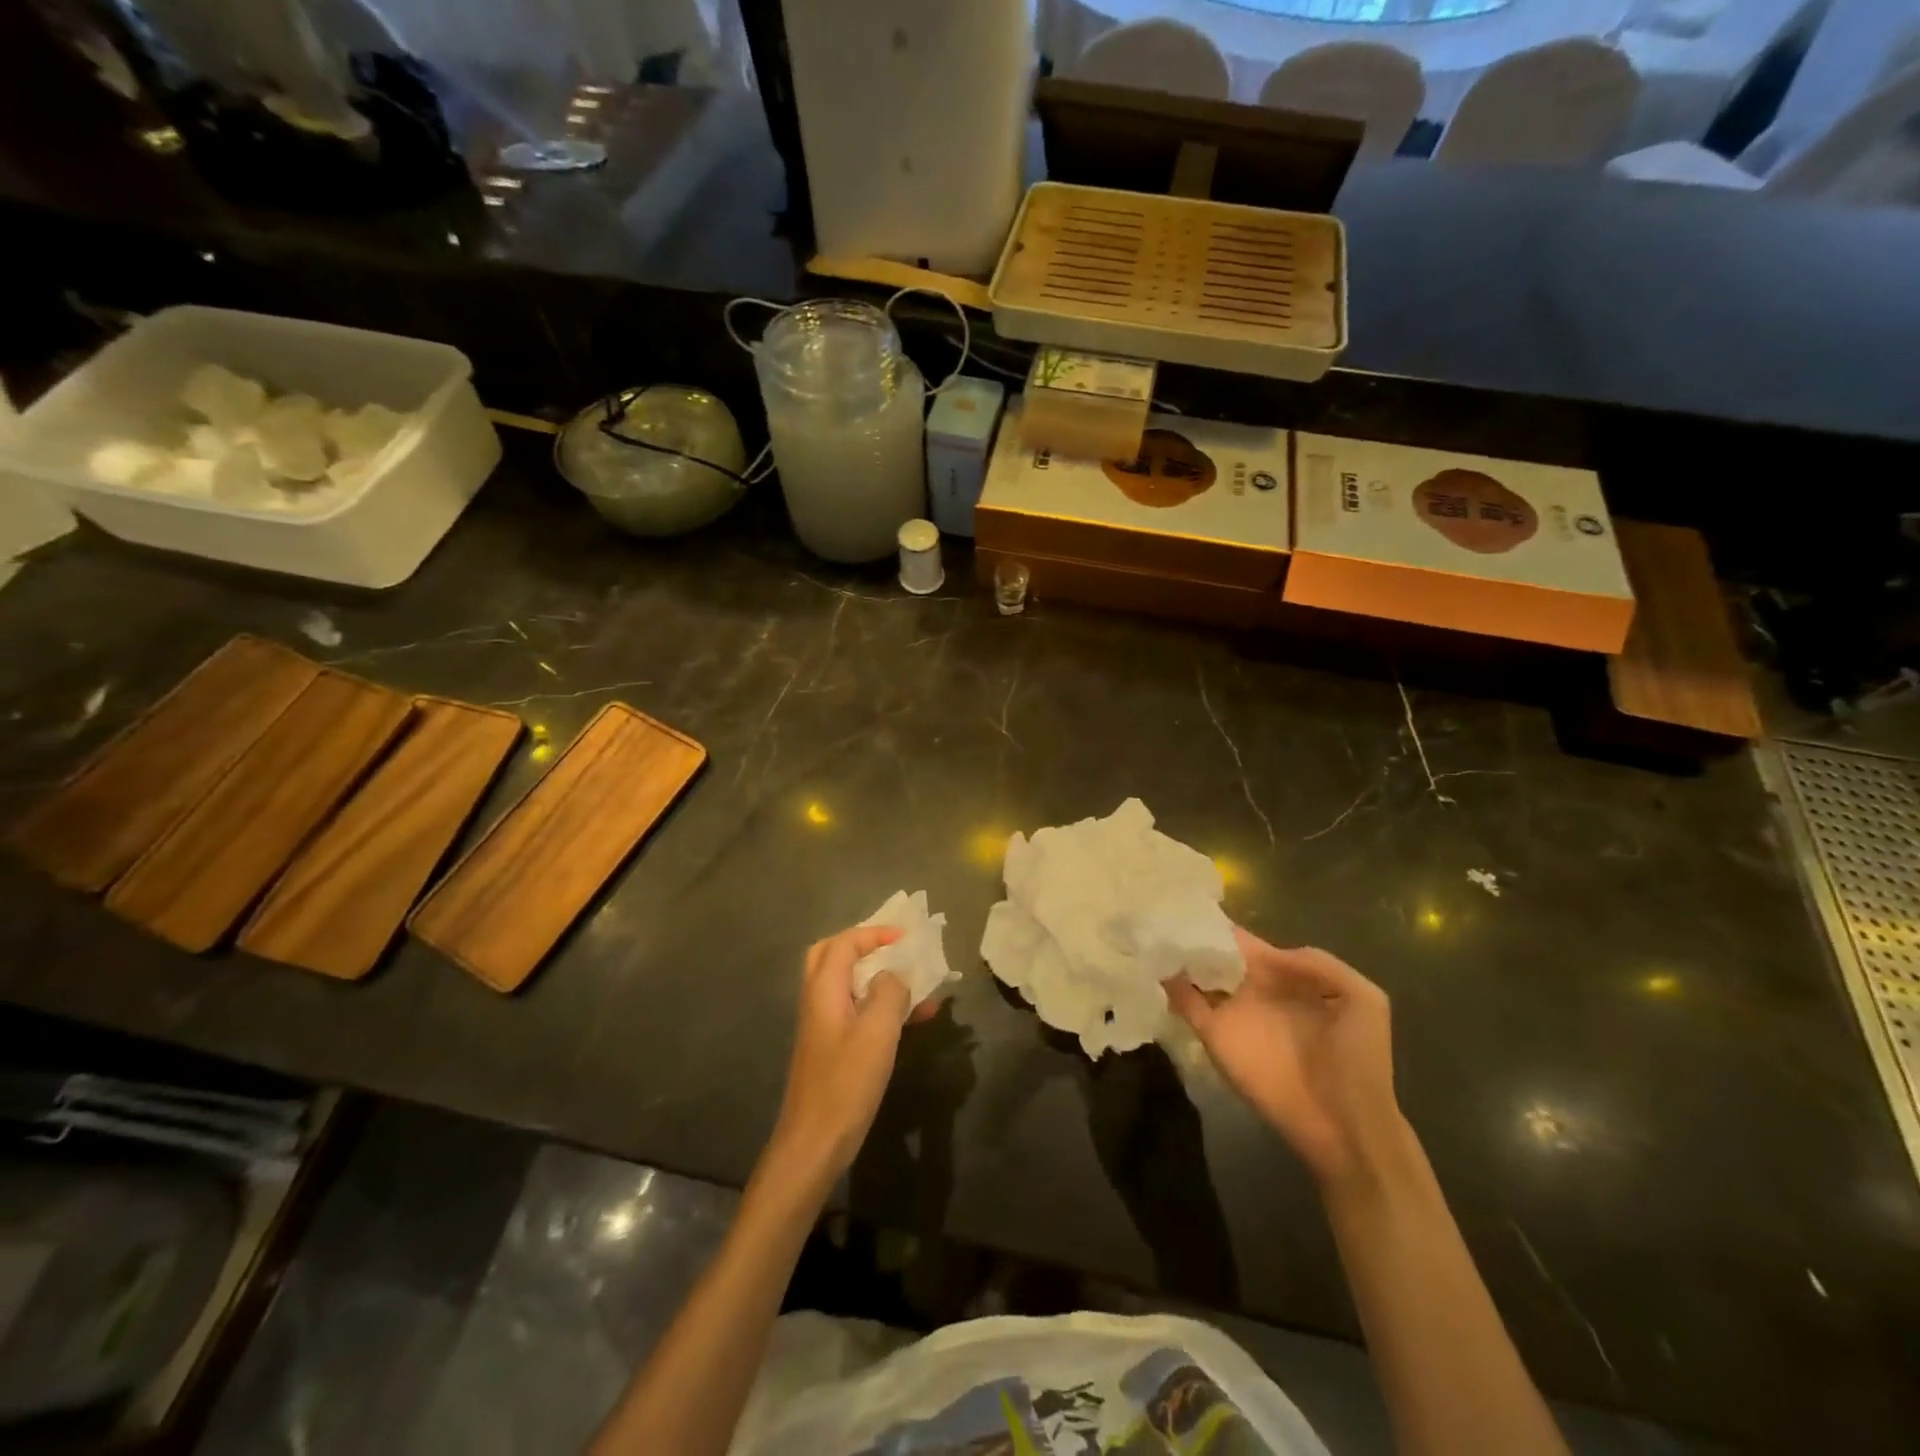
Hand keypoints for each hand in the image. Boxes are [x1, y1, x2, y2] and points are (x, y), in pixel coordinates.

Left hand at [770, 925, 935, 1179]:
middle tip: (894, 950)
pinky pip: (857, 1011)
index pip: (844, 943)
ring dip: (879, 979)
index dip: (874, 933)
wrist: (815, 1142)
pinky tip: (913, 1020)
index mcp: (824, 989)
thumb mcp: (877, 1032)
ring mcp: (823, 1025)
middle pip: (833, 956)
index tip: (906, 937)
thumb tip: (894, 975)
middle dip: (864, 947)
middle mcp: (818, 1000)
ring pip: (848, 984)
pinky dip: (881, 1006)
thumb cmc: (846, 1082)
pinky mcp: (832, 1048)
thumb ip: (889, 992)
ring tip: (918, 986)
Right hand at [1168, 929, 1403, 1187]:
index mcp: (1283, 976)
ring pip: (1195, 976)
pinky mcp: (1214, 1038)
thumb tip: (1267, 952)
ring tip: (1150, 928)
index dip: (1223, 925)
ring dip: (1175, 956)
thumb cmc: (1359, 1060)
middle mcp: (1251, 990)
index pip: (1247, 944)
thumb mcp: (1362, 998)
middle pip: (1214, 955)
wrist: (1346, 1124)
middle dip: (1192, 934)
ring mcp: (1231, 1014)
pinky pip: (1186, 1006)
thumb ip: (1318, 963)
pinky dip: (1168, 986)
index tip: (1195, 902)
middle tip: (1162, 910)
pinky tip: (1153, 963)